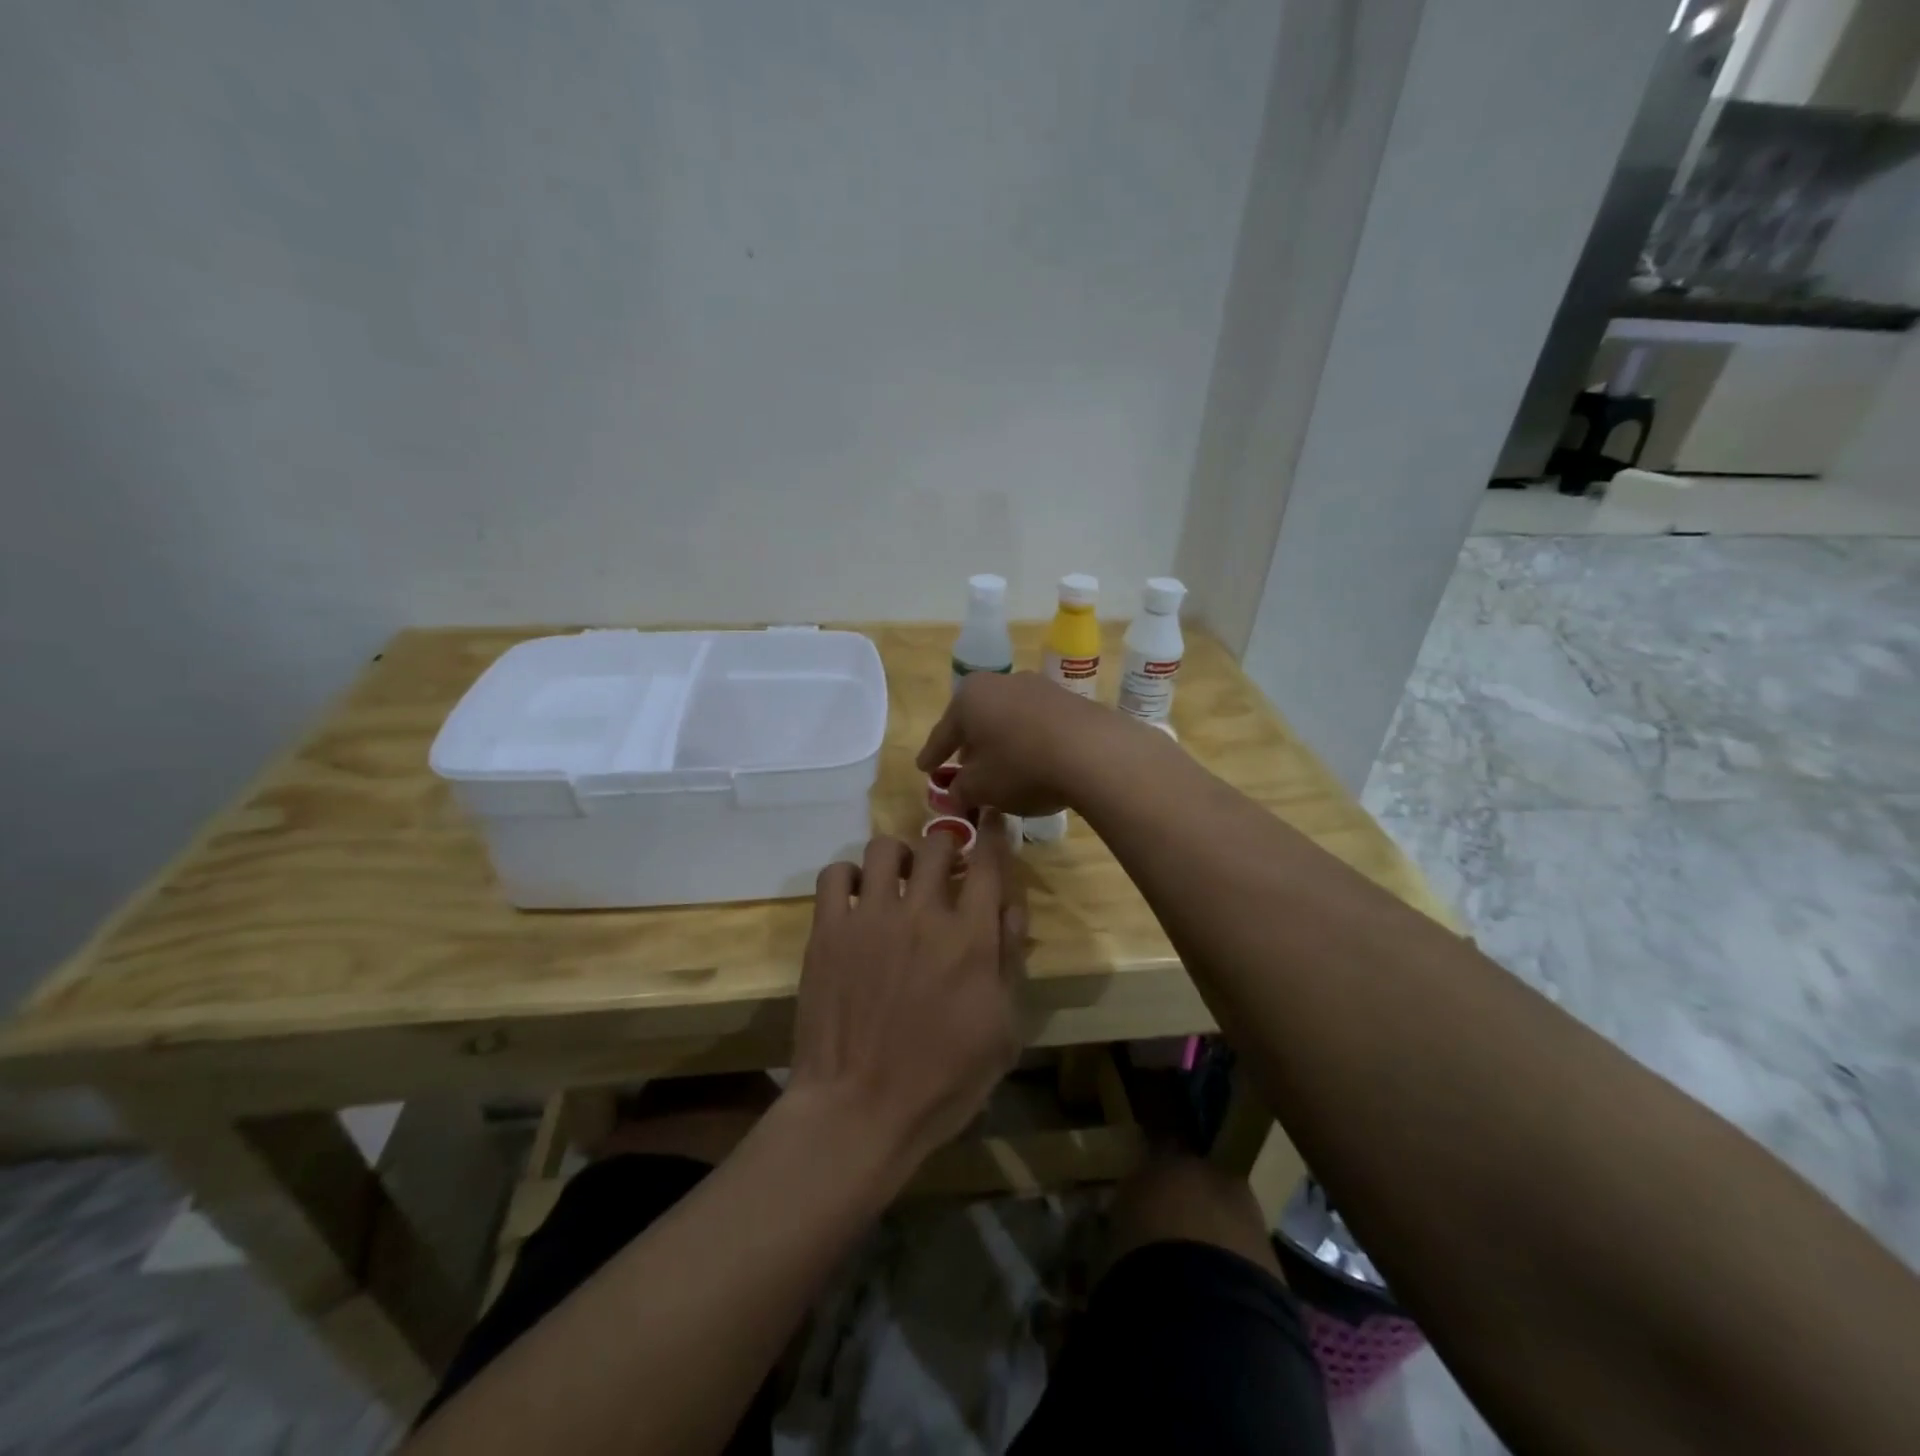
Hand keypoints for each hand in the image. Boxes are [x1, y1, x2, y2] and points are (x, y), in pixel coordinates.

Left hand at [787, 816, 1026, 1178]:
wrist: (858, 1110)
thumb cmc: (942, 1081)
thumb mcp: (1003, 1030)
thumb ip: (1010, 960)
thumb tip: (1010, 905)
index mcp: (970, 938)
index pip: (988, 862)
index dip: (992, 833)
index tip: (991, 818)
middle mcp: (922, 914)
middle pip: (938, 843)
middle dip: (948, 843)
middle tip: (945, 865)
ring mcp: (870, 918)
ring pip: (886, 848)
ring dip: (900, 856)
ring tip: (899, 880)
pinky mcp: (828, 930)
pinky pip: (836, 874)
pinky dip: (850, 876)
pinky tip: (857, 898)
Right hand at [916, 671, 1124, 816]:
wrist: (1093, 752)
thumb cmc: (1021, 766)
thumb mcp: (981, 787)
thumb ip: (960, 790)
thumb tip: (953, 794)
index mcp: (969, 697)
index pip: (943, 732)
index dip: (932, 755)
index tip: (924, 768)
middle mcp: (1001, 682)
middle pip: (977, 719)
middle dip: (969, 745)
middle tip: (963, 770)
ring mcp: (1038, 687)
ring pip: (1008, 719)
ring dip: (1001, 742)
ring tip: (1001, 769)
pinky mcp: (1069, 700)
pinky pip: (1037, 723)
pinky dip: (1029, 741)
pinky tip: (1035, 763)